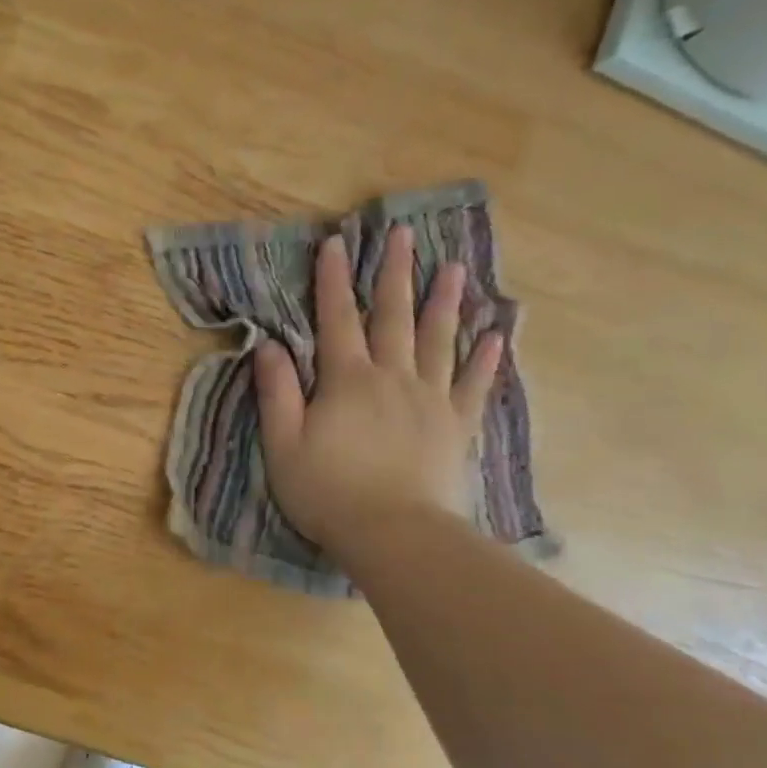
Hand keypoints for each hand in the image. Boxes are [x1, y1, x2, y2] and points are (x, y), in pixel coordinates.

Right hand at [254, 225, 501, 552]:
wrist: (395, 533)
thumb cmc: (327, 491)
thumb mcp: (283, 444)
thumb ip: (277, 393)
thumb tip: (269, 346)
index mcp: (347, 381)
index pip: (336, 319)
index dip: (333, 280)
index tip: (336, 242)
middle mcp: (392, 378)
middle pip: (393, 317)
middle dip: (395, 274)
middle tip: (404, 234)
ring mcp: (430, 400)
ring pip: (438, 340)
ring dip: (444, 301)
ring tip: (454, 266)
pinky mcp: (456, 426)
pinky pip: (473, 384)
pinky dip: (486, 358)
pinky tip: (496, 333)